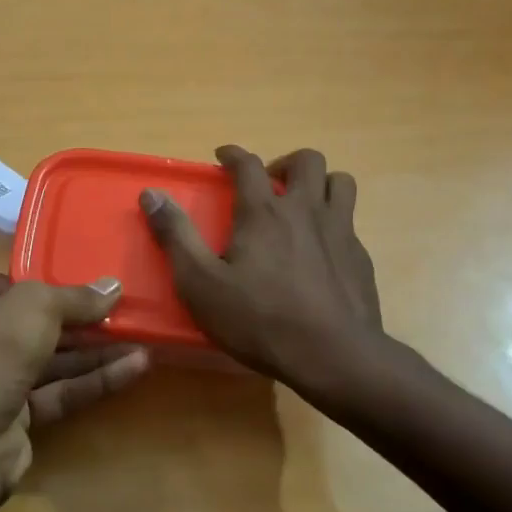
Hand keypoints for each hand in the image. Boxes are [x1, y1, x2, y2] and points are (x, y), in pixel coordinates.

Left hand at [0, 269, 149, 490]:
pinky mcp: (15, 420)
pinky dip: (92, 380)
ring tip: (139, 337)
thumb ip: (74, 298)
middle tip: (115, 309)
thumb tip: (113, 286)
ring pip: (48, 360)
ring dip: (92, 349)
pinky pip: (58, 392)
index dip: (11, 281)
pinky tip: (134, 367)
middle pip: (25, 323)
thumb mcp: (33, 308)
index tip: (49, 282)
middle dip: (71, 318)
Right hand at [141, 145, 381, 395]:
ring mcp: (340, 231)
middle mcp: (305, 210)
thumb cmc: (259, 319)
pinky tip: (322, 249)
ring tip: (303, 205)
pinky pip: (351, 222)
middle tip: (269, 184)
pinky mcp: (360, 257)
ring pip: (340, 182)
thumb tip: (151, 194)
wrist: (333, 356)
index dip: (233, 155)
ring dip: (320, 184)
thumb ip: (176, 235)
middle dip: (285, 162)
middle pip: (307, 161)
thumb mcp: (201, 283)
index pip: (248, 164)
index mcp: (263, 212)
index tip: (223, 156)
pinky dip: (335, 222)